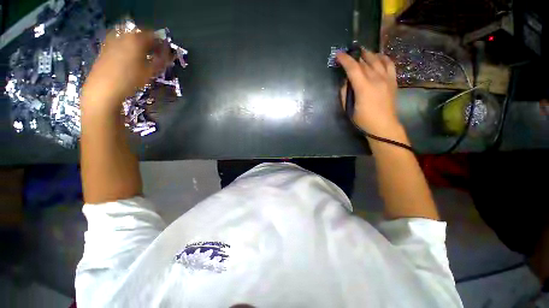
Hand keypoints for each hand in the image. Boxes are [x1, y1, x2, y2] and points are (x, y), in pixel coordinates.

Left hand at [82, 29, 171, 112]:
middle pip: (141, 35)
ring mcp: (112, 39)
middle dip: (150, 43)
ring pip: (130, 38)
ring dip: (139, 45)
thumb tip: (169, 55)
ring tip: (144, 57)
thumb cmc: (130, 80)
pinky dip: (129, 47)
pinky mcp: (105, 47)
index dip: (162, 44)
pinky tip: (131, 58)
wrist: (103, 88)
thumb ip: (161, 61)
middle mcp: (124, 35)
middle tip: (156, 55)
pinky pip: (121, 42)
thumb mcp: (150, 72)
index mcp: (136, 39)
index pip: (154, 36)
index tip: (167, 53)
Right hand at [336, 48, 400, 136]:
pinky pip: (390, 64)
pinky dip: (383, 58)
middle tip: (348, 54)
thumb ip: (345, 93)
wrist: (383, 125)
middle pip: (364, 62)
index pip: (353, 68)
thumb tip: (346, 82)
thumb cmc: (363, 120)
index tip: (338, 54)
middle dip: (355, 56)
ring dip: (368, 54)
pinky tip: (379, 57)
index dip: (344, 59)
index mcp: (363, 87)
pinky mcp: (393, 81)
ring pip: (377, 60)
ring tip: (362, 52)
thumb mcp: (349, 109)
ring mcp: (387, 79)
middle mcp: (376, 79)